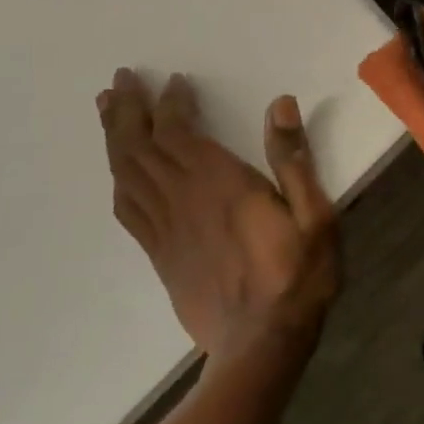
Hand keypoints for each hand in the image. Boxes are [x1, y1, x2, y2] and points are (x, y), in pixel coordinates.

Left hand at [99, 69, 338, 356]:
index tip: (173, 80)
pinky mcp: (160, 254)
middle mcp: (183, 200)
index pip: (179, 132)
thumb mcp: (315, 216)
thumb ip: (294, 160)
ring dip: (114, 138)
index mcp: (220, 185)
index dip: (170, 103)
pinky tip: (117, 171)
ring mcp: (166, 229)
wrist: (261, 343)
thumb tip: (280, 104)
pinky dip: (117, 181)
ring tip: (108, 110)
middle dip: (129, 110)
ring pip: (127, 173)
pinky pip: (127, 210)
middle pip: (141, 147)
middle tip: (120, 80)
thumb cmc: (298, 276)